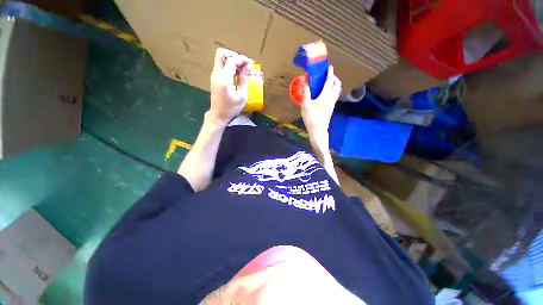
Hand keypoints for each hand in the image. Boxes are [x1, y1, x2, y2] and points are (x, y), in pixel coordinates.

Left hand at [208, 48, 253, 125]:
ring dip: (231, 61)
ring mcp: (214, 76)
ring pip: (220, 59)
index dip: (242, 59)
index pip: (232, 60)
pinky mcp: (214, 79)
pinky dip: (229, 66)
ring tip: (241, 70)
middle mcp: (216, 74)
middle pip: (221, 53)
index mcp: (224, 79)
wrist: (218, 115)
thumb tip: (248, 67)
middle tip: (243, 64)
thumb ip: (244, 80)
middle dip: (233, 55)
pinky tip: (236, 75)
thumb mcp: (242, 96)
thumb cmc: (231, 108)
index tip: (251, 64)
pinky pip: (221, 66)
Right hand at [300, 66, 341, 139]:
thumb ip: (305, 90)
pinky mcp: (331, 108)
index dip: (329, 72)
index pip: (329, 80)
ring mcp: (332, 103)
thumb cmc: (311, 117)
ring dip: (334, 84)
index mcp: (325, 95)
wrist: (318, 130)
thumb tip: (304, 78)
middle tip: (327, 75)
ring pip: (337, 90)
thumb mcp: (305, 103)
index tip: (329, 66)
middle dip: (334, 77)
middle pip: (337, 84)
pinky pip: (334, 95)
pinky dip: (332, 90)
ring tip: (326, 83)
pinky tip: (324, 93)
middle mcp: (331, 97)